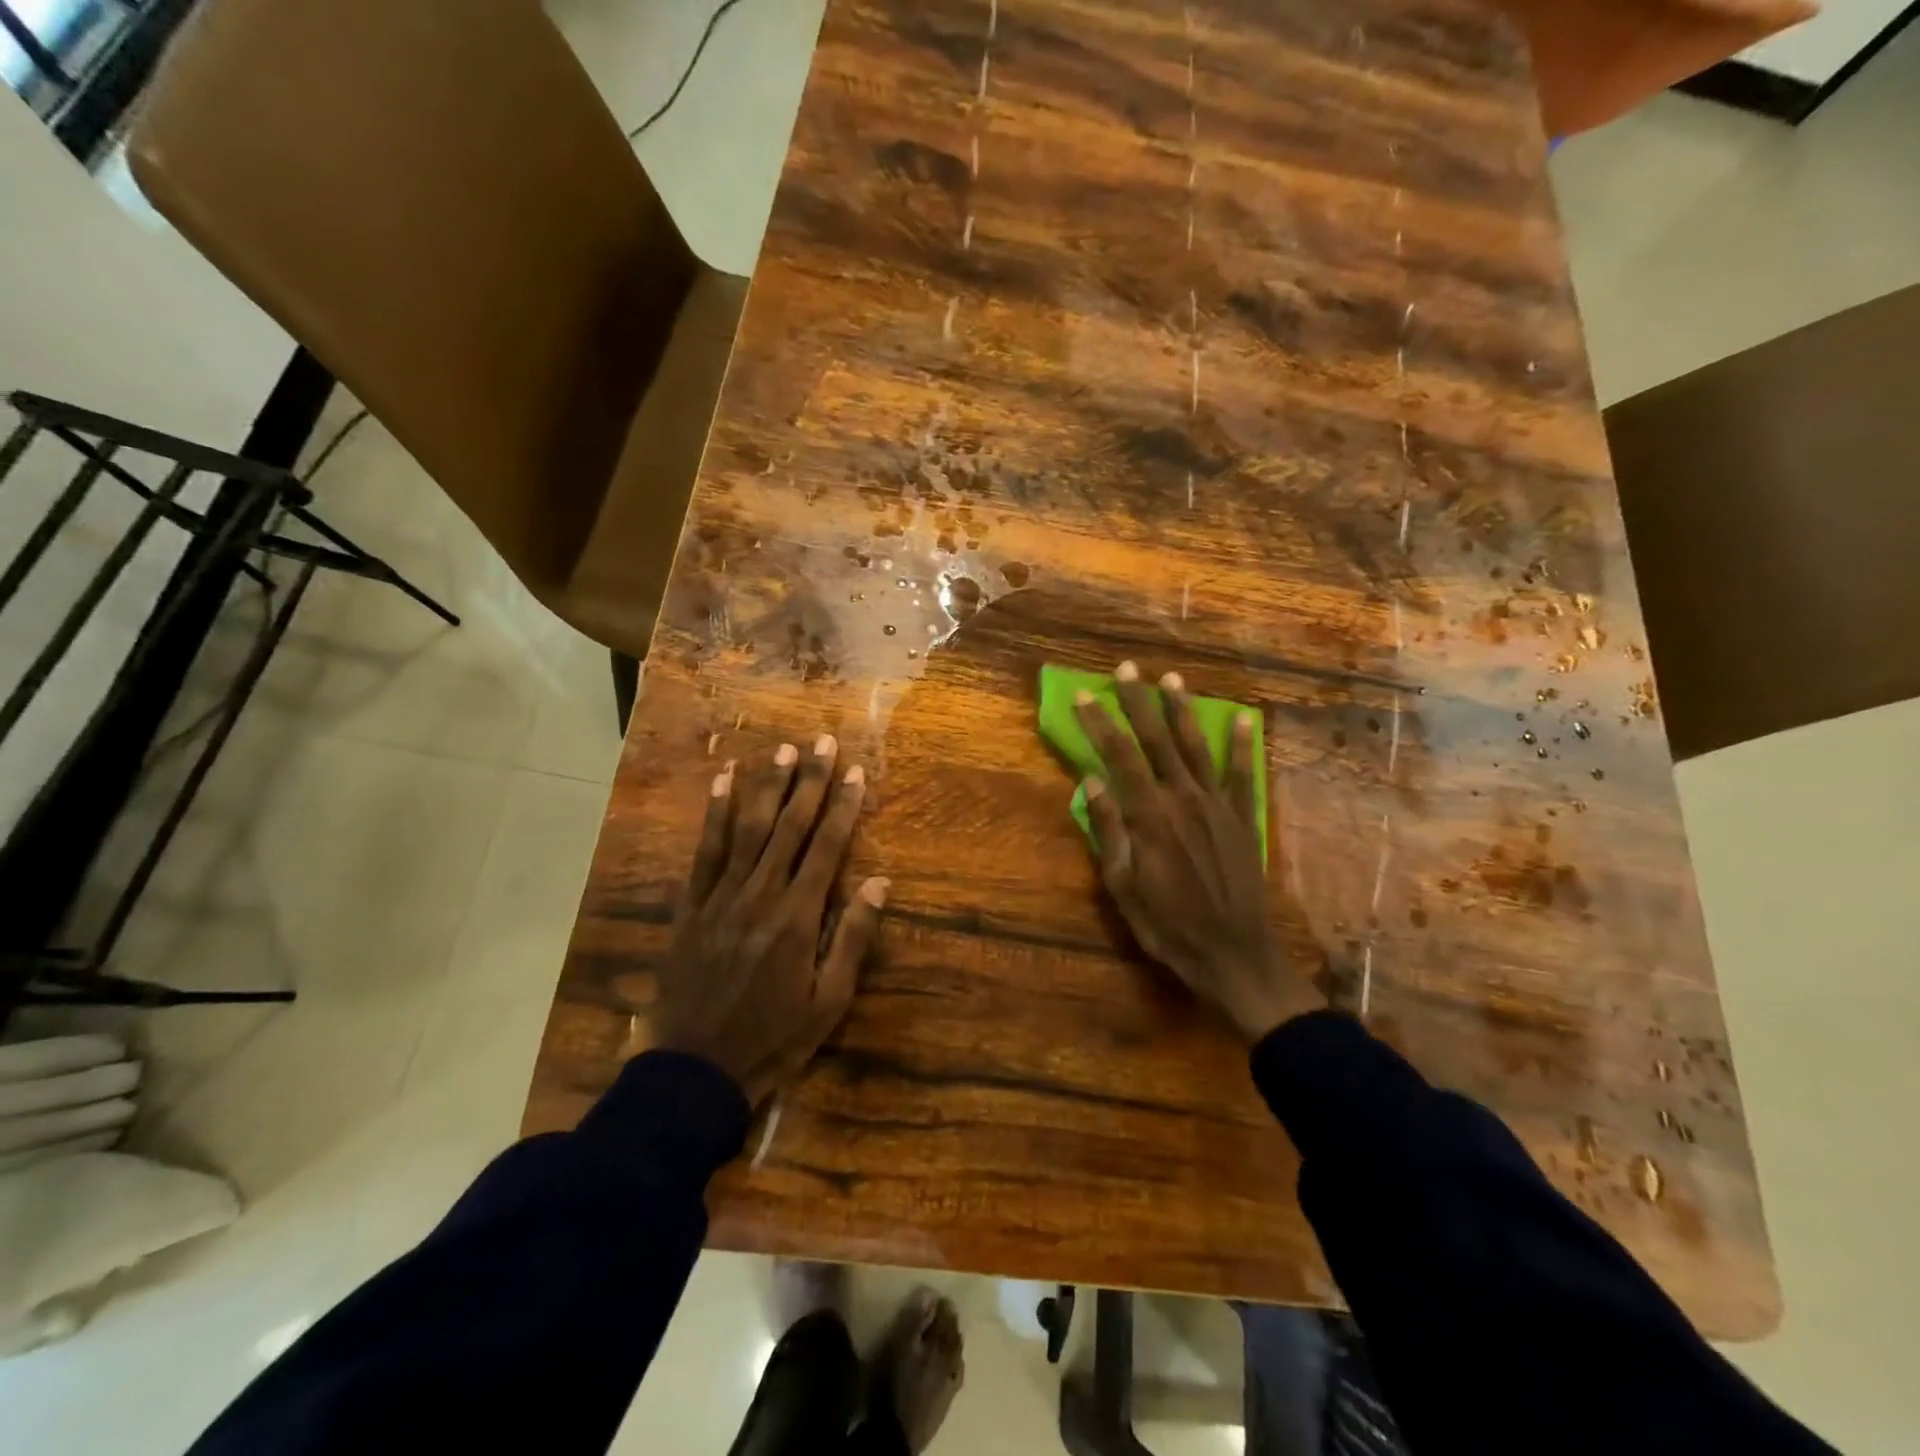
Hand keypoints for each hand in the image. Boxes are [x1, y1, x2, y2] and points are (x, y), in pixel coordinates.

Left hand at [655, 737, 886, 1105]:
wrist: (695, 1071)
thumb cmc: (773, 1039)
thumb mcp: (829, 1002)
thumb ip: (853, 938)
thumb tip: (880, 882)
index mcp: (798, 917)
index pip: (826, 847)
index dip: (843, 805)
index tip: (855, 771)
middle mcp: (760, 895)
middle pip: (789, 827)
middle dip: (809, 781)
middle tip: (822, 741)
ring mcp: (720, 897)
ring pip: (747, 829)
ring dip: (767, 787)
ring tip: (783, 750)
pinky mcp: (691, 906)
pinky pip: (703, 851)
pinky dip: (712, 814)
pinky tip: (721, 782)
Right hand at [1074, 661, 1321, 1041]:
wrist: (1234, 954)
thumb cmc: (1167, 925)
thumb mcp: (1122, 886)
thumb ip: (1108, 830)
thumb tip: (1089, 782)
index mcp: (1149, 815)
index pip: (1118, 756)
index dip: (1100, 723)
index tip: (1085, 695)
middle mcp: (1183, 798)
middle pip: (1156, 740)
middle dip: (1139, 702)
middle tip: (1127, 669)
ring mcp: (1217, 805)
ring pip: (1196, 747)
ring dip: (1183, 711)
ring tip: (1172, 679)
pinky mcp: (1242, 818)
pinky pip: (1242, 774)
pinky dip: (1243, 745)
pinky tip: (1243, 718)